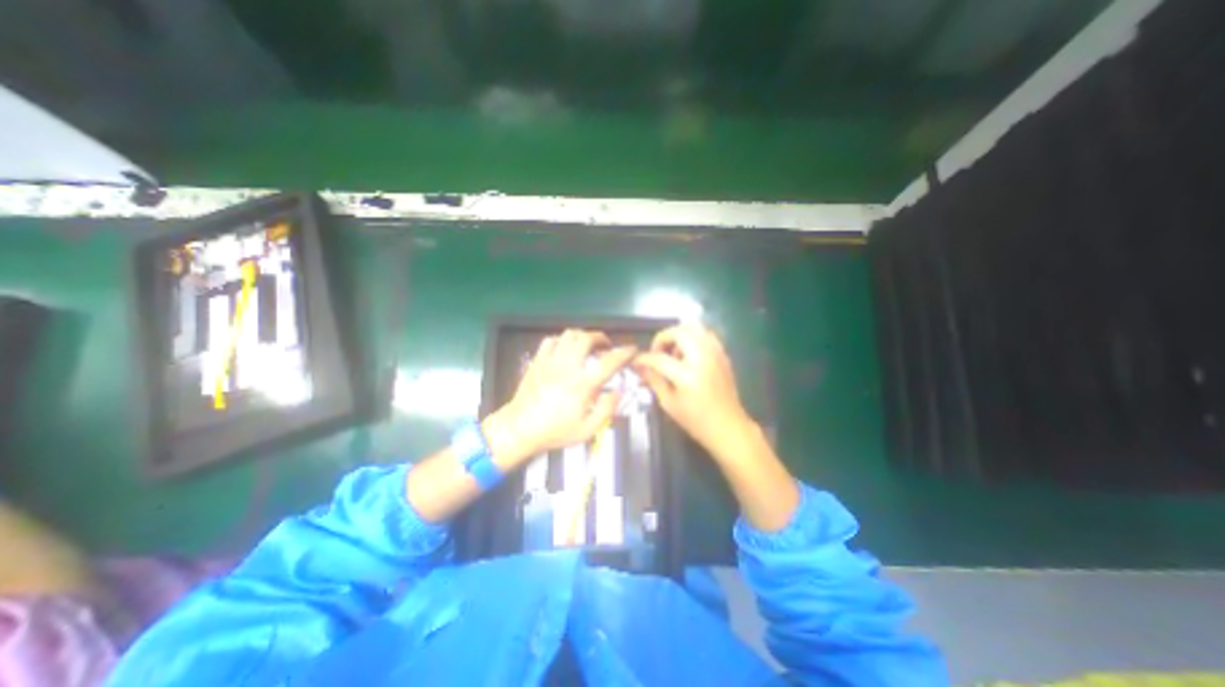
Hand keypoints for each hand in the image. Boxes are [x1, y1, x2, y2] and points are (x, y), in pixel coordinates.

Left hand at [483, 328, 637, 465]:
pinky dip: (562, 340)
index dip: (625, 352)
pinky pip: (551, 340)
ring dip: (582, 336)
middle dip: (601, 337)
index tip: (632, 349)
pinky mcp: (537, 360)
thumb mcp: (587, 430)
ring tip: (587, 345)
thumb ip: (607, 409)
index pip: (609, 361)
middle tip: (606, 346)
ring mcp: (550, 361)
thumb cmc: (555, 431)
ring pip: (569, 334)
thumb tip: (620, 391)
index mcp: (583, 384)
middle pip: (587, 338)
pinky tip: (565, 349)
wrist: (520, 428)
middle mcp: (568, 366)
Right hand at [637, 325, 752, 463]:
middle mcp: (703, 358)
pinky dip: (693, 337)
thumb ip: (654, 381)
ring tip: (673, 352)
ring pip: (695, 327)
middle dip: (662, 338)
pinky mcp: (723, 355)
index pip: (659, 358)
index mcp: (687, 375)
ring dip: (679, 335)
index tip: (636, 361)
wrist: (728, 427)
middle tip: (657, 352)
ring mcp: (715, 354)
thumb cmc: (696, 421)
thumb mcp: (669, 403)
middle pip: (679, 332)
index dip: (644, 358)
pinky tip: (688, 354)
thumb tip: (641, 367)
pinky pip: (706, 335)